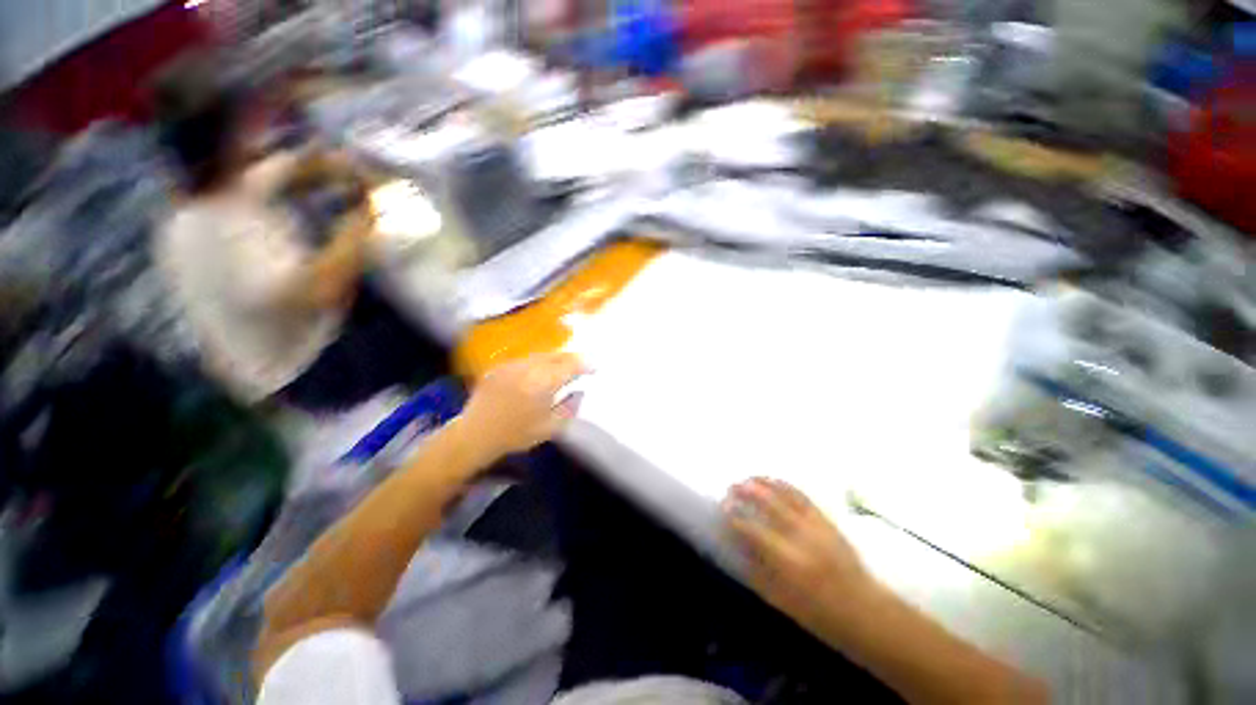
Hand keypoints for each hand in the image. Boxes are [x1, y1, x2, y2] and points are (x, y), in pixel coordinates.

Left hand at [455, 353, 584, 466]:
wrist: (475, 435)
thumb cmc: (516, 435)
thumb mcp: (550, 428)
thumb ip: (570, 407)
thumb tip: (580, 391)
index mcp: (543, 382)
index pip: (571, 365)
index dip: (585, 364)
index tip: (594, 367)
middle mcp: (529, 367)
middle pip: (557, 355)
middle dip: (572, 359)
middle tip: (581, 365)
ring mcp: (512, 365)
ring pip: (541, 355)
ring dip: (555, 359)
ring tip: (562, 367)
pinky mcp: (500, 366)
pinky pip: (525, 360)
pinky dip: (537, 363)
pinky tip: (537, 372)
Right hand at [724, 478, 876, 625]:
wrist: (865, 611)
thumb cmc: (819, 614)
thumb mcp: (781, 600)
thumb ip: (756, 570)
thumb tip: (736, 545)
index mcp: (788, 562)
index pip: (753, 530)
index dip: (735, 517)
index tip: (723, 508)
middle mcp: (801, 537)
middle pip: (769, 503)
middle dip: (746, 491)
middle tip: (731, 487)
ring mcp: (817, 525)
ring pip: (785, 494)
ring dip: (764, 483)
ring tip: (747, 479)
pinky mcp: (827, 521)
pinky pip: (802, 496)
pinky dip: (784, 485)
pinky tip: (773, 481)